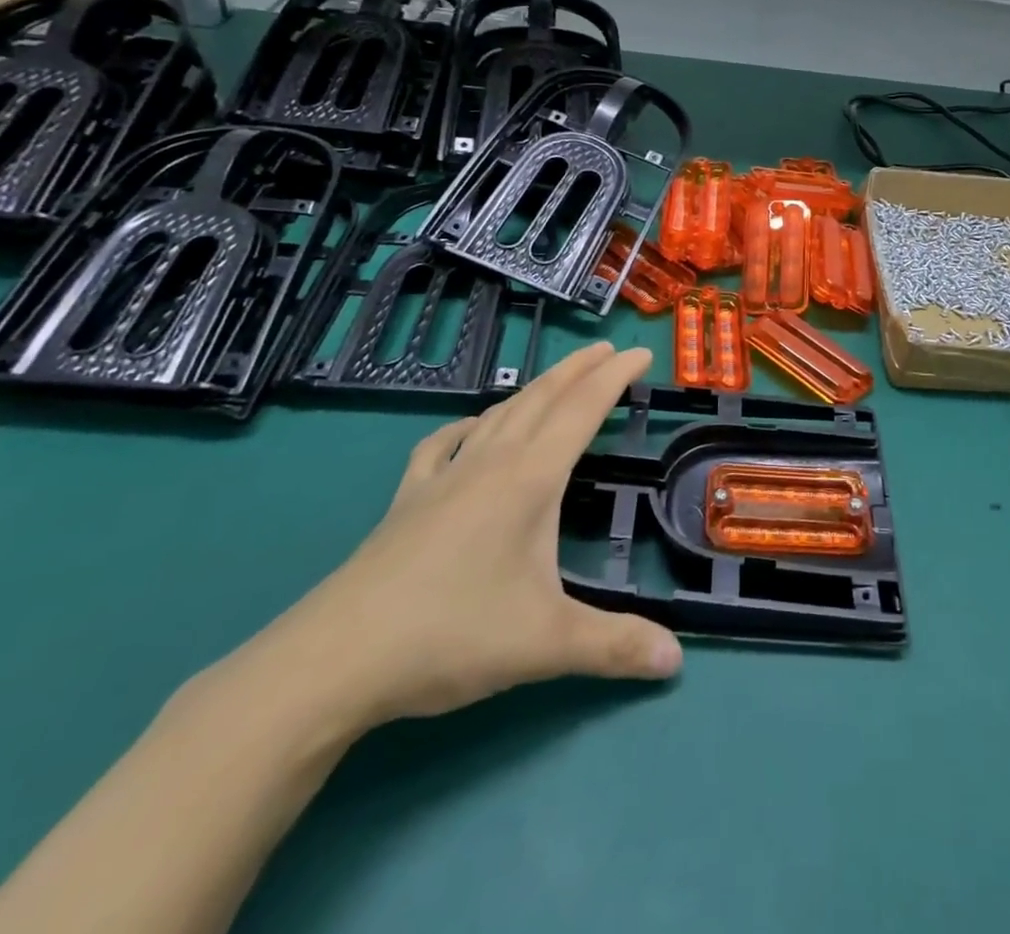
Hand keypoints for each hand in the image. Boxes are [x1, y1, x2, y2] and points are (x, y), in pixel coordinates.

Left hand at [237, 342, 682, 733]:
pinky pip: (443, 444)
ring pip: (498, 414)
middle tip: (607, 349)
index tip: (640, 353)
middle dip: (579, 369)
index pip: (583, 410)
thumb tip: (676, 660)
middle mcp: (490, 464)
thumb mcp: (546, 644)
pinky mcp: (407, 501)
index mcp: (530, 480)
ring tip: (556, 380)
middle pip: (542, 398)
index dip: (615, 377)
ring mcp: (443, 479)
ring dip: (534, 389)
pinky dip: (466, 425)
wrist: (334, 659)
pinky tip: (469, 429)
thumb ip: (615, 645)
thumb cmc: (451, 634)